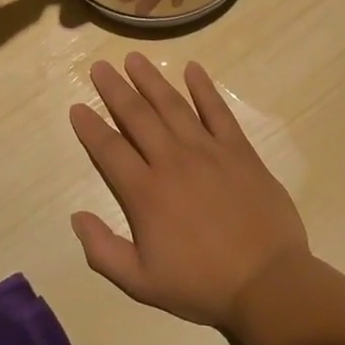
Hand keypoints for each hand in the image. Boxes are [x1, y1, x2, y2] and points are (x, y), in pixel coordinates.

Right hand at [68, 54, 308, 328]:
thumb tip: (76, 217)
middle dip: (115, 89)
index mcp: (145, 192)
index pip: (109, 149)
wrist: (268, 285)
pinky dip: (204, 88)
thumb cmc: (202, 286)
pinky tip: (193, 69)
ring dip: (151, 79)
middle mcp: (171, 161)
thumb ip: (102, 250)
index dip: (90, 126)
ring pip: (172, 105)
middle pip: (137, 116)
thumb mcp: (141, 283)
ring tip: (134, 58)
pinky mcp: (238, 150)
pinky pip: (218, 111)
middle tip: (99, 66)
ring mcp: (207, 151)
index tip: (77, 106)